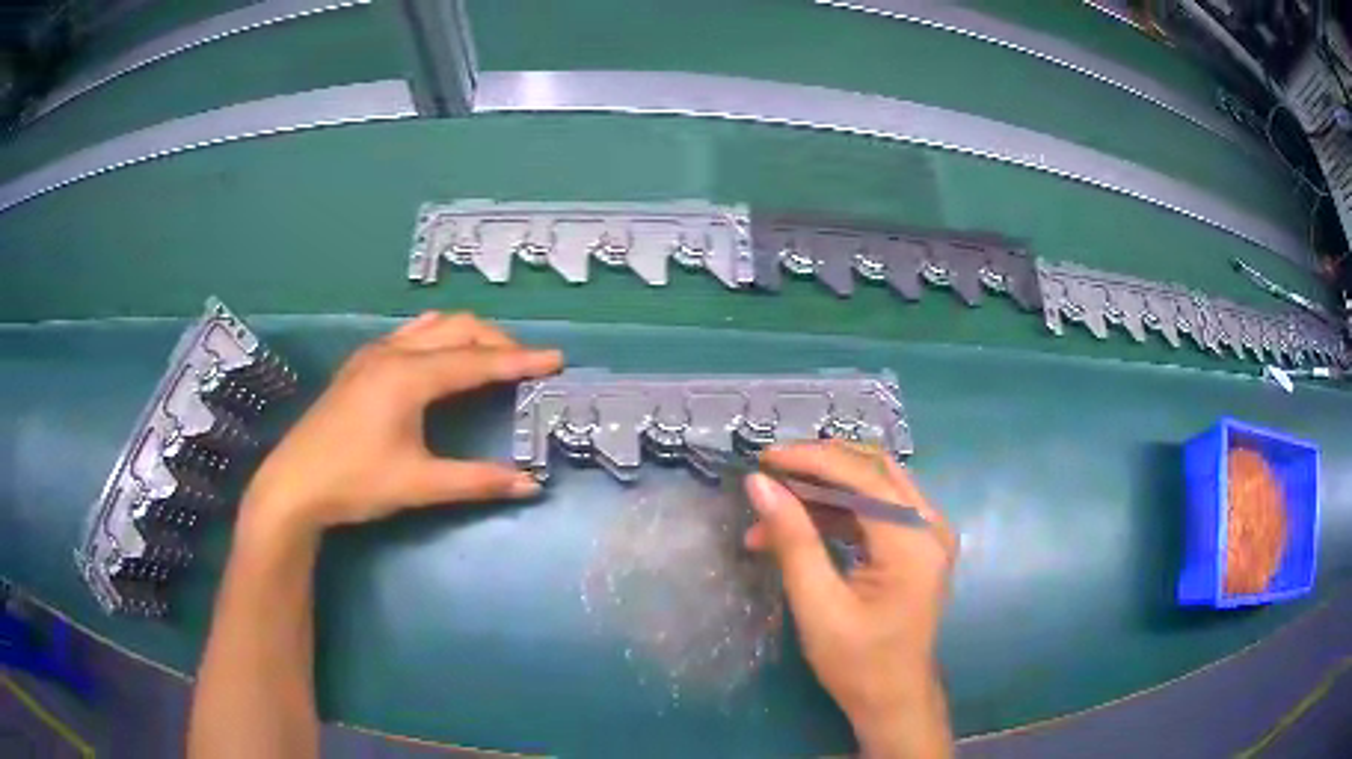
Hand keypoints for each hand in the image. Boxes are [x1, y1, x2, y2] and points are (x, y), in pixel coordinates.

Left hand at [239, 312, 562, 539]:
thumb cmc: (354, 482)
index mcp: (409, 376)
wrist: (294, 485)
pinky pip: (410, 334)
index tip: (556, 358)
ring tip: (491, 358)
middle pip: (457, 330)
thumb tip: (530, 486)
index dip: (520, 361)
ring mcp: (373, 354)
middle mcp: (393, 353)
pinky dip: (438, 337)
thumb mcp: (418, 484)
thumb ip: (476, 481)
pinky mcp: (360, 364)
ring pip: (432, 326)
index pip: (476, 361)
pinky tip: (440, 359)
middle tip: (527, 366)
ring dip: (467, 335)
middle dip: (497, 343)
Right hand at [744, 441, 956, 757]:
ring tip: (773, 509)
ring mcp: (928, 533)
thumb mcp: (817, 605)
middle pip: (873, 470)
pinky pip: (878, 508)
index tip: (763, 459)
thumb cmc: (857, 662)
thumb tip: (759, 485)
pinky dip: (839, 510)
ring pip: (874, 484)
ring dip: (824, 490)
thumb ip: (792, 540)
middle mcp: (930, 526)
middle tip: (769, 476)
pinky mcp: (918, 544)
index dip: (811, 459)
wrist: (894, 698)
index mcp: (913, 542)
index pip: (862, 476)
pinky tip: (800, 526)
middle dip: (817, 466)